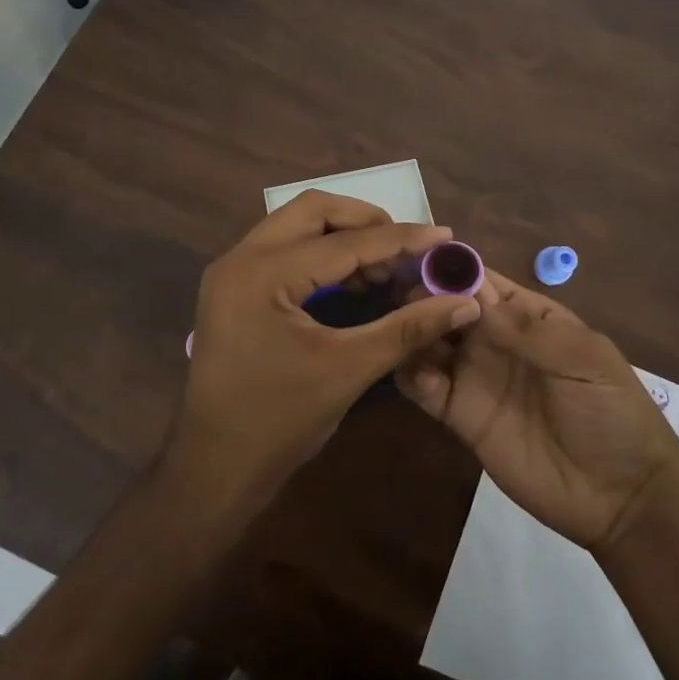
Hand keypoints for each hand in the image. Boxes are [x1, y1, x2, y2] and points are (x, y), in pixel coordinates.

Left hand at [167, 190, 483, 513]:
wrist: (214, 469)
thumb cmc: (279, 422)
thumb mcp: (348, 370)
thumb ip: (408, 329)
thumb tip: (464, 302)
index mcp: (263, 273)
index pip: (344, 243)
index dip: (399, 239)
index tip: (444, 235)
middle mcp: (241, 257)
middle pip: (313, 210)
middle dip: (365, 221)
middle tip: (407, 247)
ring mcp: (232, 271)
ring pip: (296, 225)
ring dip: (343, 235)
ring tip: (385, 266)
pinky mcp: (233, 287)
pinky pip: (284, 249)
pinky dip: (321, 254)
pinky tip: (353, 280)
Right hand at [397, 271, 678, 550]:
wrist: (620, 496)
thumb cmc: (612, 413)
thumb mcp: (584, 361)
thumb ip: (528, 331)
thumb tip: (473, 296)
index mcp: (528, 316)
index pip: (483, 282)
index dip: (455, 270)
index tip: (421, 260)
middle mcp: (495, 340)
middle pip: (449, 308)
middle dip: (425, 298)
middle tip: (403, 299)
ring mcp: (476, 377)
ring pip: (431, 343)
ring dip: (415, 332)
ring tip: (404, 333)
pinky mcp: (461, 416)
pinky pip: (426, 388)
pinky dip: (413, 375)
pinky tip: (418, 375)